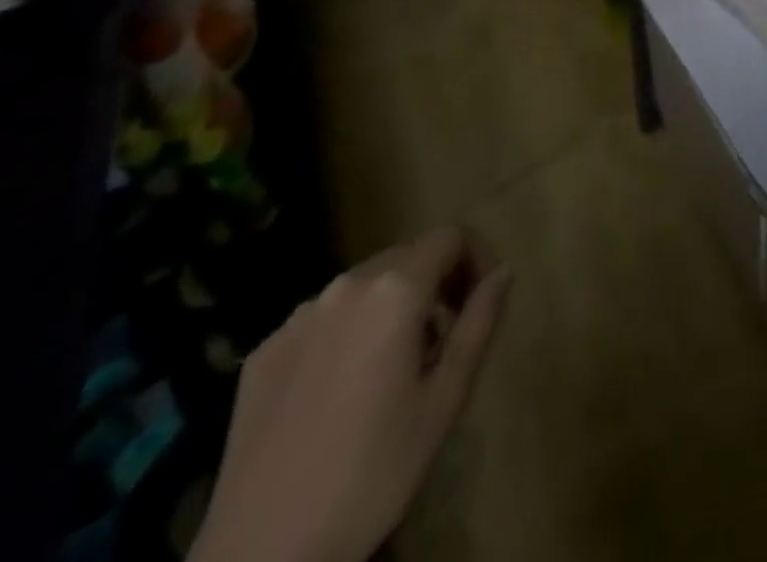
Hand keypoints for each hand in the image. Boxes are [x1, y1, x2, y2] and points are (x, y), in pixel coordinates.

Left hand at [191, 228, 512, 561]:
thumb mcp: (445, 399)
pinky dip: (347, 334)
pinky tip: (341, 392)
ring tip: (394, 370)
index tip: (482, 299)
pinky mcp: (262, 352)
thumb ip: (480, 322)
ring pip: (363, 287)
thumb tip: (504, 271)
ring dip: (391, 308)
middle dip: (435, 283)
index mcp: (394, 290)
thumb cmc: (373, 473)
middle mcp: (344, 287)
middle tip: (445, 339)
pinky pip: (321, 320)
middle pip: (406, 256)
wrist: (261, 557)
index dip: (476, 257)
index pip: (450, 236)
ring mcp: (296, 318)